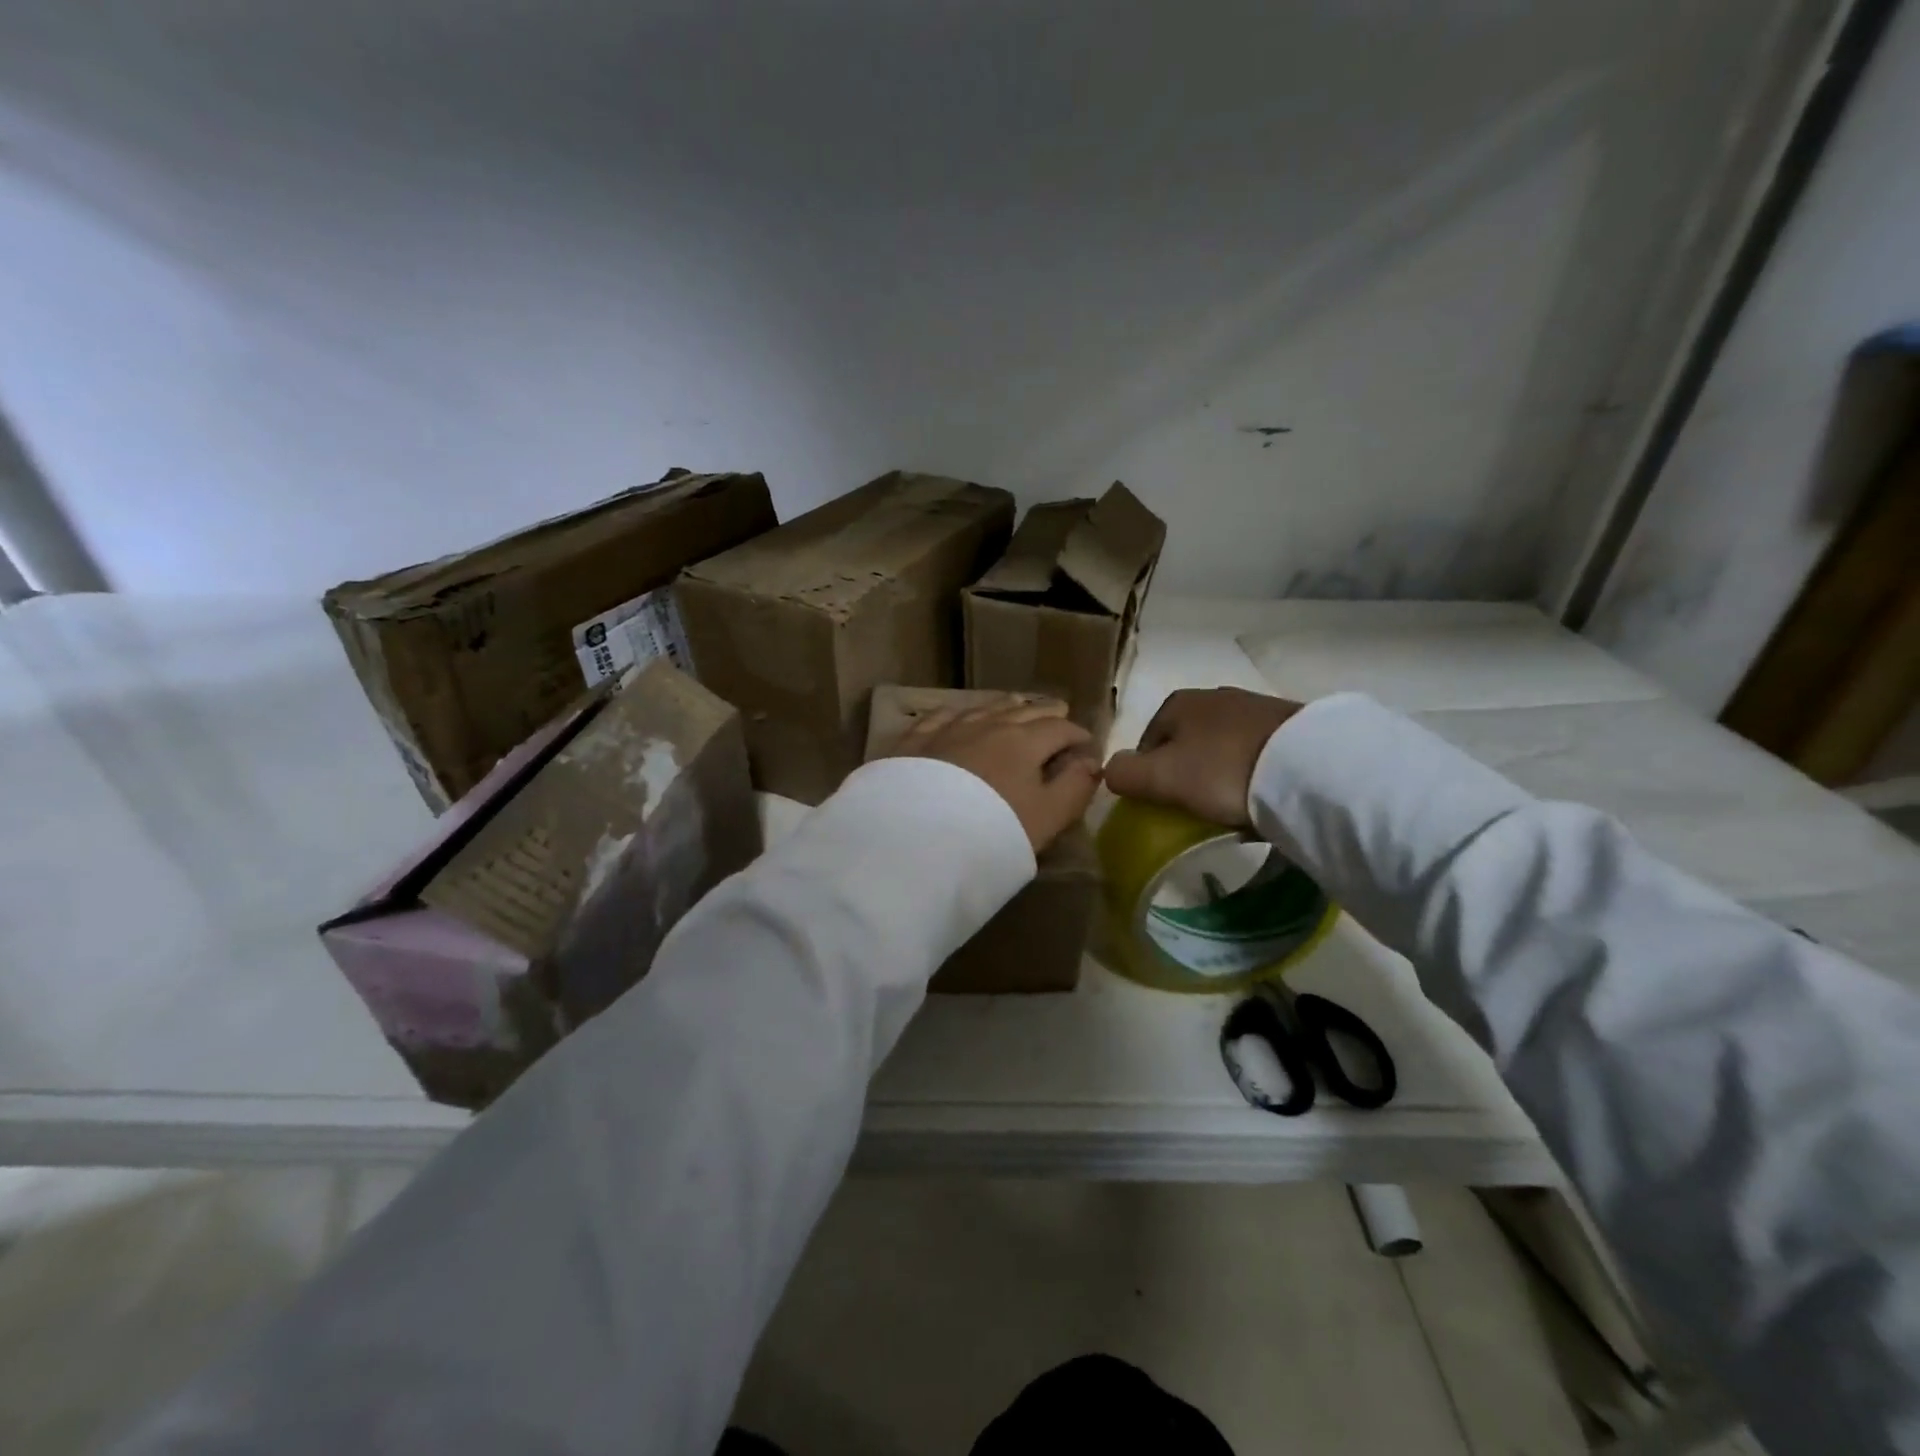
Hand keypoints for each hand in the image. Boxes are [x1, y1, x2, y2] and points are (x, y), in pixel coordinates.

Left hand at [889, 699, 1101, 851]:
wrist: (918, 837)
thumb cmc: (993, 830)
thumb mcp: (1047, 818)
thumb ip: (1075, 788)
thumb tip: (1092, 763)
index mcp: (1025, 742)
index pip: (1060, 729)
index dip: (1078, 735)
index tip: (1086, 744)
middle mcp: (988, 725)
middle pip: (1024, 711)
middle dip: (1046, 713)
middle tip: (1059, 713)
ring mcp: (949, 729)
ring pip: (985, 708)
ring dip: (1007, 707)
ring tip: (1017, 705)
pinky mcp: (916, 741)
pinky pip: (943, 715)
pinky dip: (961, 712)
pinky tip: (959, 713)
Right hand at [1103, 687, 1302, 827]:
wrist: (1307, 768)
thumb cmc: (1221, 771)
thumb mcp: (1160, 778)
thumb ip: (1124, 774)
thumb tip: (1109, 769)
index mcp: (1177, 703)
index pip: (1147, 741)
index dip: (1149, 775)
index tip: (1163, 804)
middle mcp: (1213, 696)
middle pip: (1185, 742)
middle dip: (1186, 771)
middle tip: (1195, 806)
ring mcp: (1255, 706)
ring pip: (1221, 745)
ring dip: (1219, 771)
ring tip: (1230, 803)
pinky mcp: (1289, 724)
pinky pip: (1255, 751)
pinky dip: (1250, 770)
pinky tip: (1258, 792)